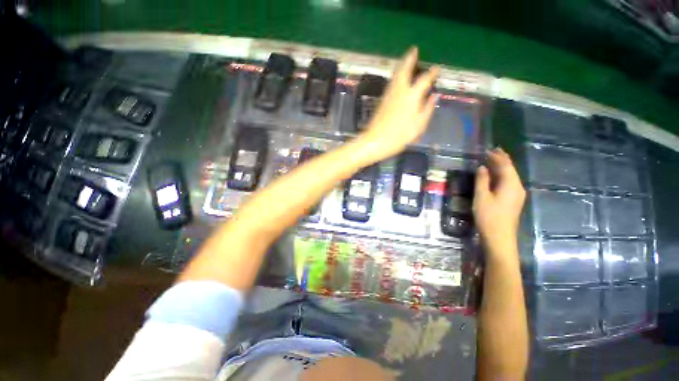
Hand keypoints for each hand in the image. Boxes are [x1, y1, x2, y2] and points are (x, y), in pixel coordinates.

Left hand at [357, 47, 438, 162]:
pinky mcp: (381, 101)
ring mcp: (388, 95)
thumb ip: (427, 110)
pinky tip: (397, 78)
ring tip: (406, 59)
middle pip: (404, 70)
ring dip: (401, 65)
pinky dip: (396, 76)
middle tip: (414, 50)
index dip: (431, 73)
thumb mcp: (418, 126)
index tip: (436, 68)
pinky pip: (391, 83)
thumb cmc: (399, 136)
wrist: (375, 142)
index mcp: (411, 96)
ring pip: (395, 75)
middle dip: (410, 59)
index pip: (424, 80)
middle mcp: (399, 91)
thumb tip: (433, 96)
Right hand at [473, 148, 525, 251]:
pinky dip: (502, 176)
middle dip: (502, 160)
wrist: (499, 237)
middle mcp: (517, 187)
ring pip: (510, 176)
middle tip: (492, 151)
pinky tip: (495, 176)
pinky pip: (509, 183)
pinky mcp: (513, 201)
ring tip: (493, 160)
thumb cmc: (489, 216)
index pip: (506, 165)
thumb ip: (482, 180)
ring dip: (502, 167)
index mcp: (511, 184)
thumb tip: (482, 167)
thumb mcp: (481, 197)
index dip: (498, 156)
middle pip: (510, 170)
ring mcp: (517, 195)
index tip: (489, 149)